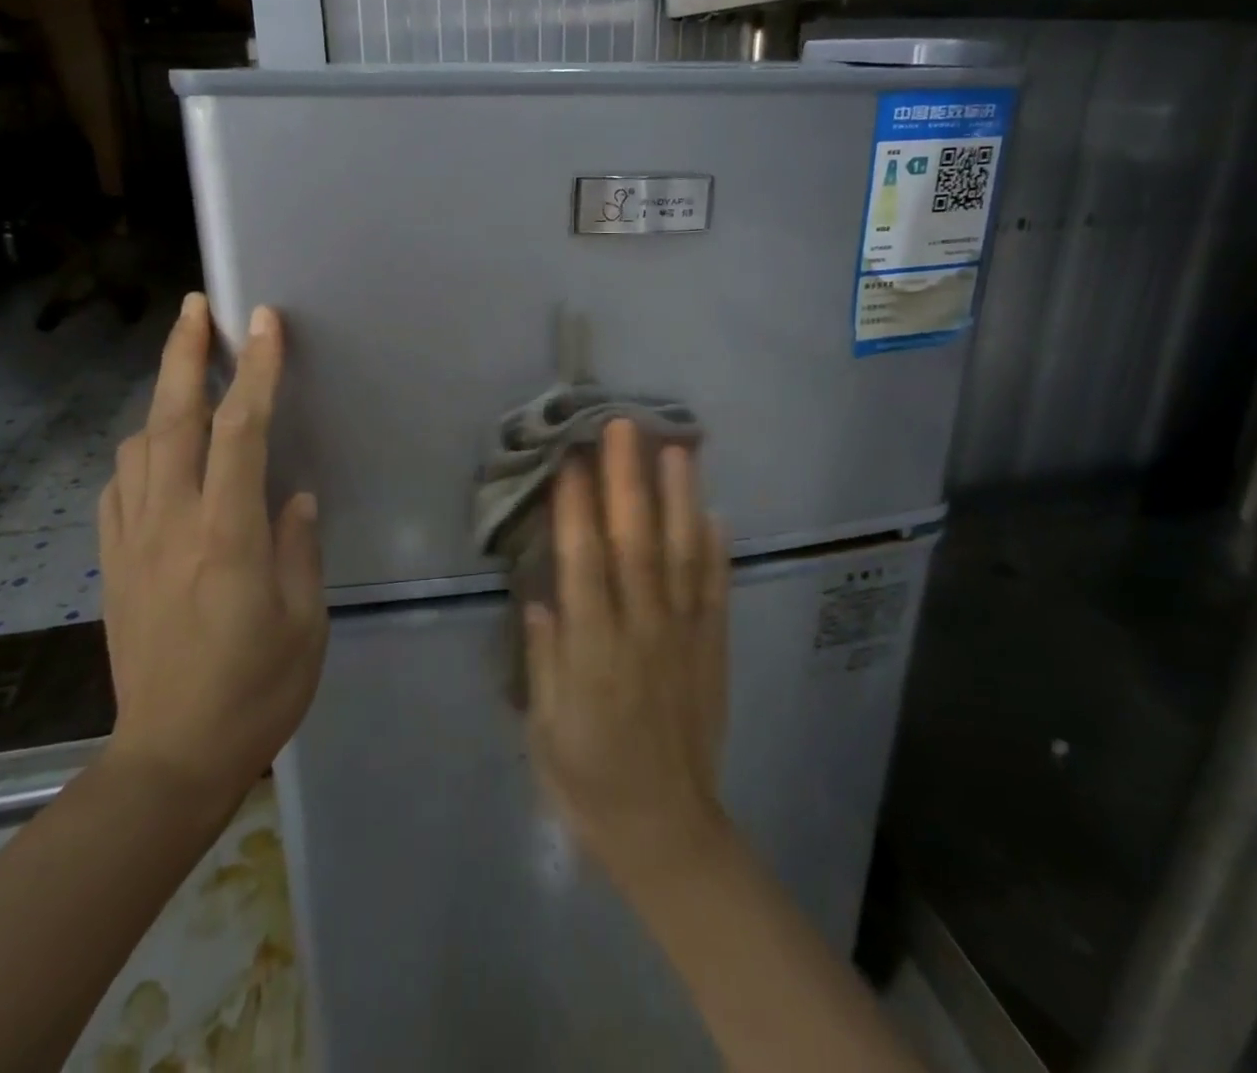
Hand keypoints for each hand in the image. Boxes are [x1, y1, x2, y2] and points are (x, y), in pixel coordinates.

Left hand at [97, 294, 325, 804]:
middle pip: (172, 420)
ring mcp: (132, 543)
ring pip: (137, 447)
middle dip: (184, 355)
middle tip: (197, 307)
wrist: (169, 759)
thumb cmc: (255, 691)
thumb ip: (299, 548)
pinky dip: (139, 453)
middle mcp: (171, 526)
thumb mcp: (304, 621)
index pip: (240, 432)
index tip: (264, 323)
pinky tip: (158, 453)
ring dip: (161, 399)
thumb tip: (294, 498)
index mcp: (227, 537)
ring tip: (188, 376)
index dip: (254, 371)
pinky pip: (118, 489)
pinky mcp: (111, 565)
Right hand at [524, 419, 732, 877]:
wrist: (666, 831)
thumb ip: (543, 660)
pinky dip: (717, 551)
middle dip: (628, 481)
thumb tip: (539, 596)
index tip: (569, 459)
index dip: (575, 509)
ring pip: (683, 557)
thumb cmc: (588, 780)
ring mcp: (684, 638)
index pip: (583, 565)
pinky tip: (716, 512)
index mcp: (593, 653)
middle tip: (623, 425)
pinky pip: (717, 592)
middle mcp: (642, 633)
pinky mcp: (713, 650)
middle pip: (635, 544)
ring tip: (677, 448)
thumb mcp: (546, 729)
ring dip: (680, 500)